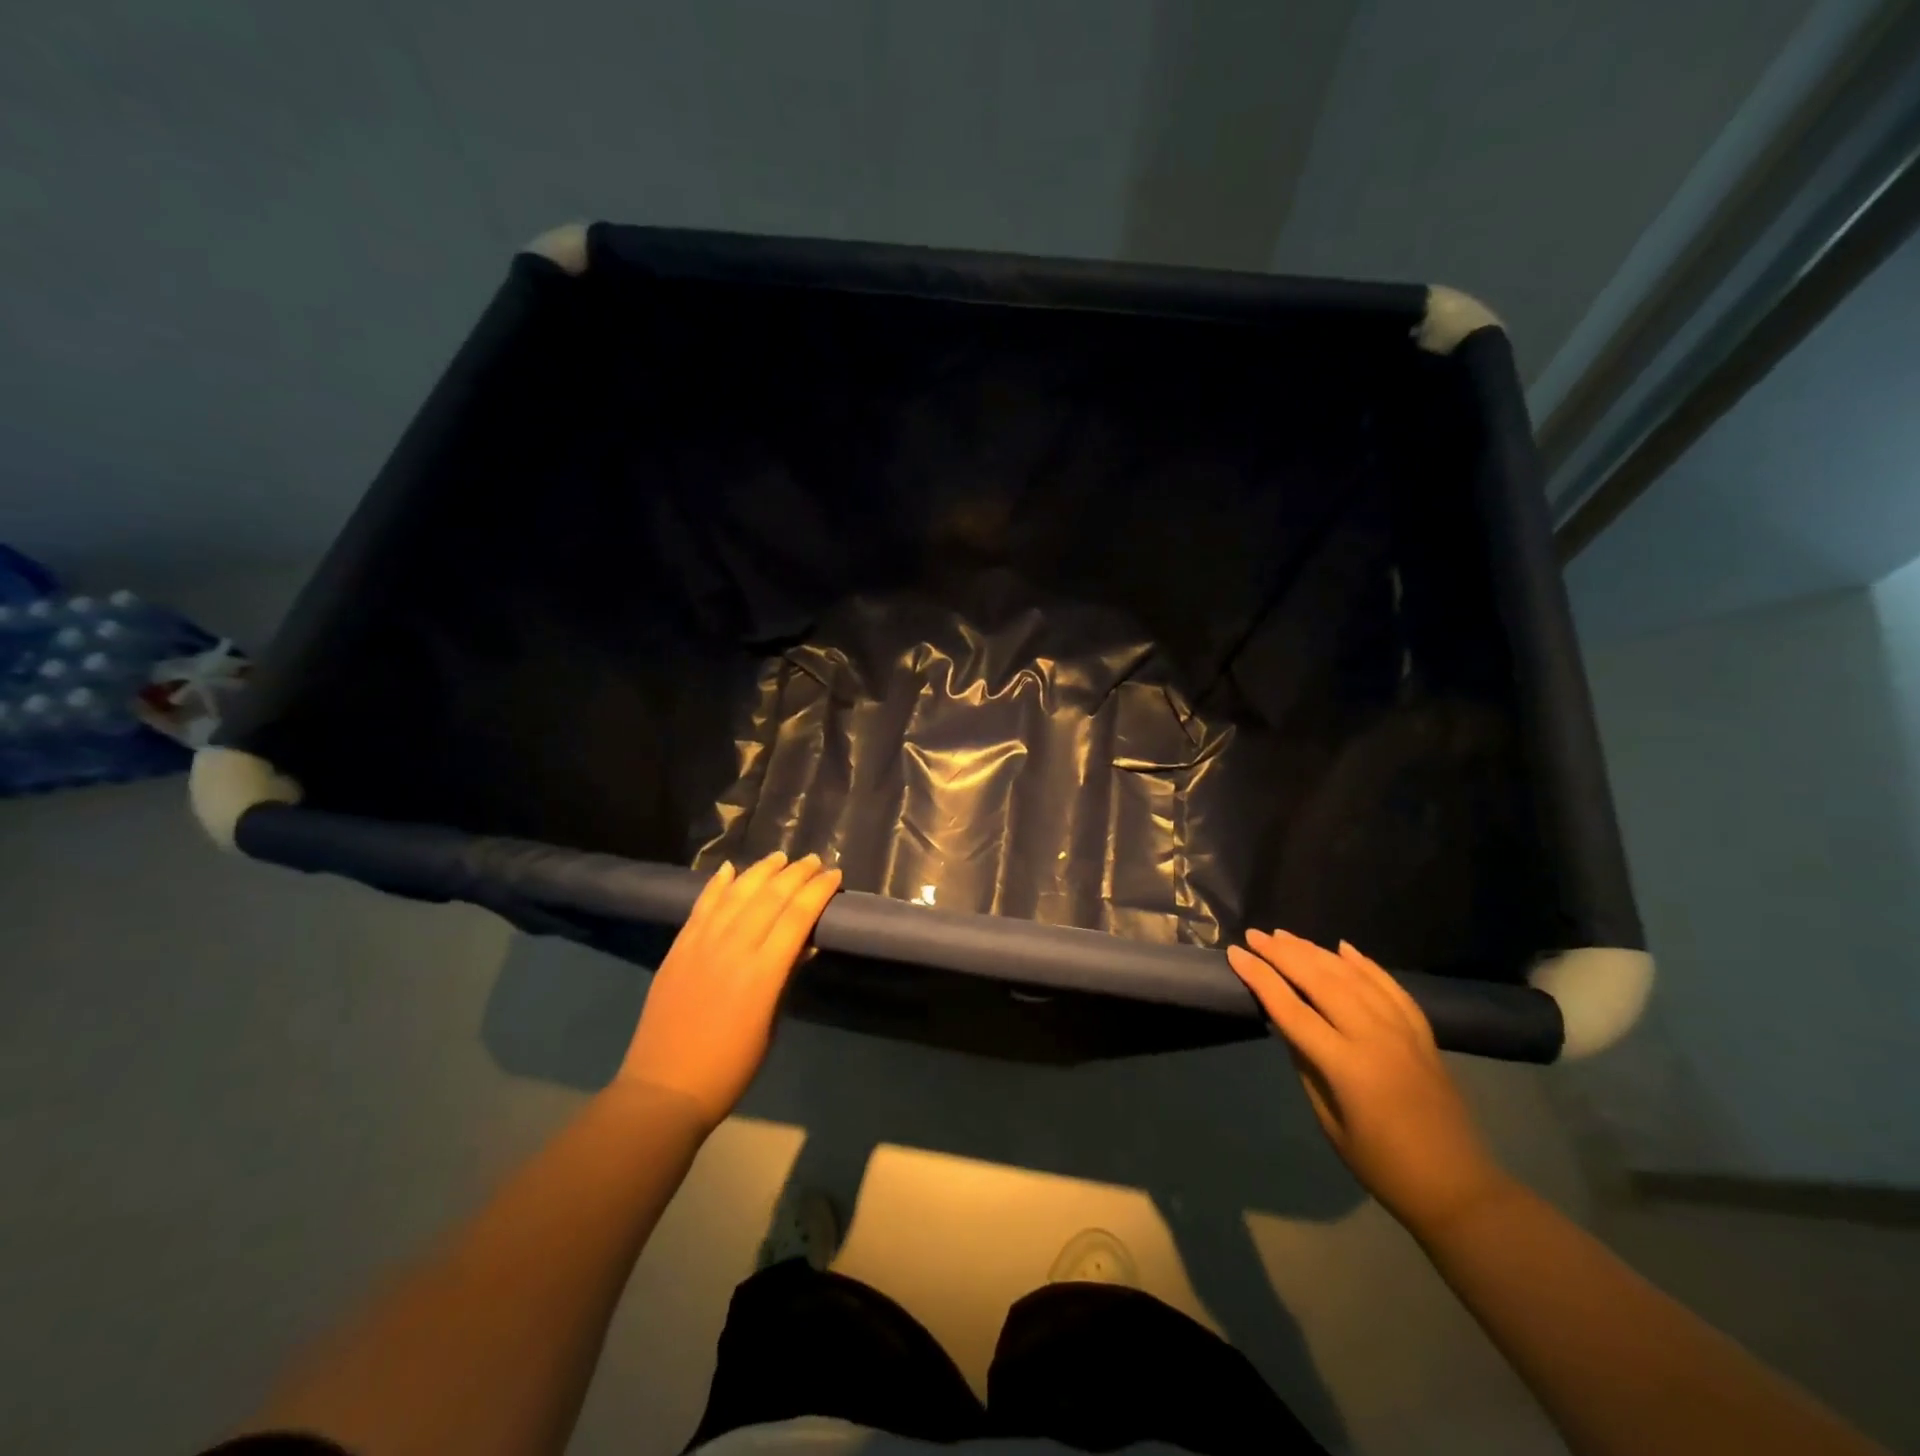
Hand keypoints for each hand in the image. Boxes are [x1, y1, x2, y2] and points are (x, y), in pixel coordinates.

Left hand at [619, 852, 841, 1126]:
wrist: (664, 1088)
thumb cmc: (730, 1067)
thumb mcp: (770, 1026)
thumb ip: (786, 979)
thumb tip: (806, 943)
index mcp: (763, 972)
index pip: (797, 916)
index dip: (818, 891)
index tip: (835, 876)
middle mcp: (733, 948)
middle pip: (770, 897)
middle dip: (796, 874)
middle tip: (815, 861)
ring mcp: (702, 944)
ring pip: (736, 893)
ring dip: (761, 871)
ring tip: (780, 857)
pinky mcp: (679, 948)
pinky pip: (702, 906)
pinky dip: (717, 885)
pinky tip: (729, 869)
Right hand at [1227, 929, 1513, 1237]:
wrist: (1458, 1188)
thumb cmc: (1382, 1165)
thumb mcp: (1328, 1120)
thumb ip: (1306, 1065)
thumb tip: (1285, 1023)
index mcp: (1346, 1065)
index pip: (1291, 1008)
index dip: (1260, 978)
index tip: (1235, 953)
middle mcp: (1374, 1037)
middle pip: (1321, 981)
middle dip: (1283, 954)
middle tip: (1255, 935)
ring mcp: (1403, 1031)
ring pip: (1353, 976)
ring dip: (1316, 952)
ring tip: (1286, 936)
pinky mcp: (1423, 1033)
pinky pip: (1390, 987)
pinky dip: (1364, 964)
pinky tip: (1343, 948)